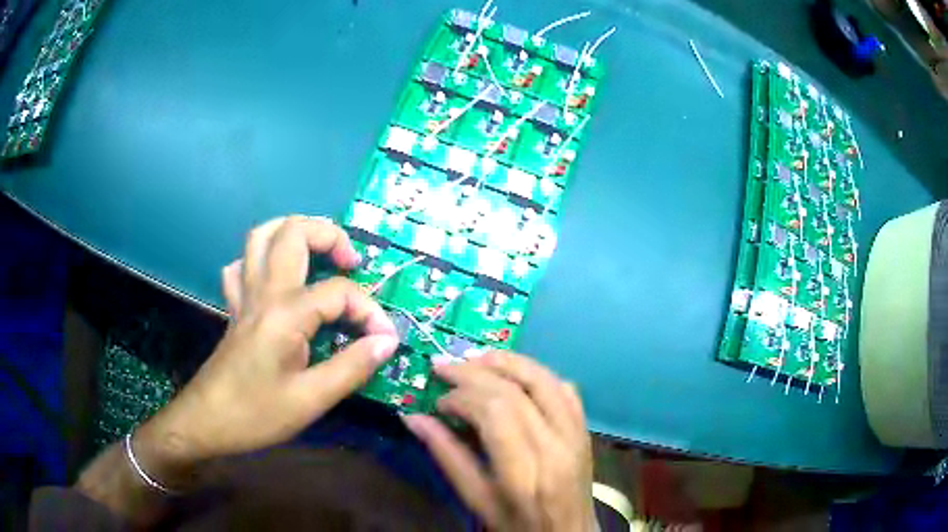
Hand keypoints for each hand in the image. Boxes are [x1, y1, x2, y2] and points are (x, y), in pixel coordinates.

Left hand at [133, 216, 399, 486]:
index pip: (339, 292)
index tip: (386, 340)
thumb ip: (352, 367)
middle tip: (351, 263)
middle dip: (330, 236)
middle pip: (293, 232)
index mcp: (285, 313)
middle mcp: (264, 292)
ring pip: (262, 235)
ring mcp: (244, 296)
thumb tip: (388, 341)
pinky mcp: (234, 307)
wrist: (206, 422)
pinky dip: (261, 259)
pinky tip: (274, 278)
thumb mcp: (312, 399)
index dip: (370, 311)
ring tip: (318, 253)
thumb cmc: (257, 414)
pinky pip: (242, 267)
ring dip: (293, 232)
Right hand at [403, 352, 594, 531]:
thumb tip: (413, 418)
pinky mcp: (585, 430)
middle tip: (445, 367)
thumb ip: (447, 456)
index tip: (438, 400)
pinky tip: (515, 374)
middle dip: (476, 371)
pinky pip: (565, 388)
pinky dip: (537, 374)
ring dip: (508, 362)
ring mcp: (577, 434)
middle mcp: (556, 445)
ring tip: (476, 359)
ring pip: (545, 379)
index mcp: (526, 471)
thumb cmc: (518, 525)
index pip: (495, 411)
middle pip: (516, 390)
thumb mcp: (476, 500)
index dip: (461, 396)